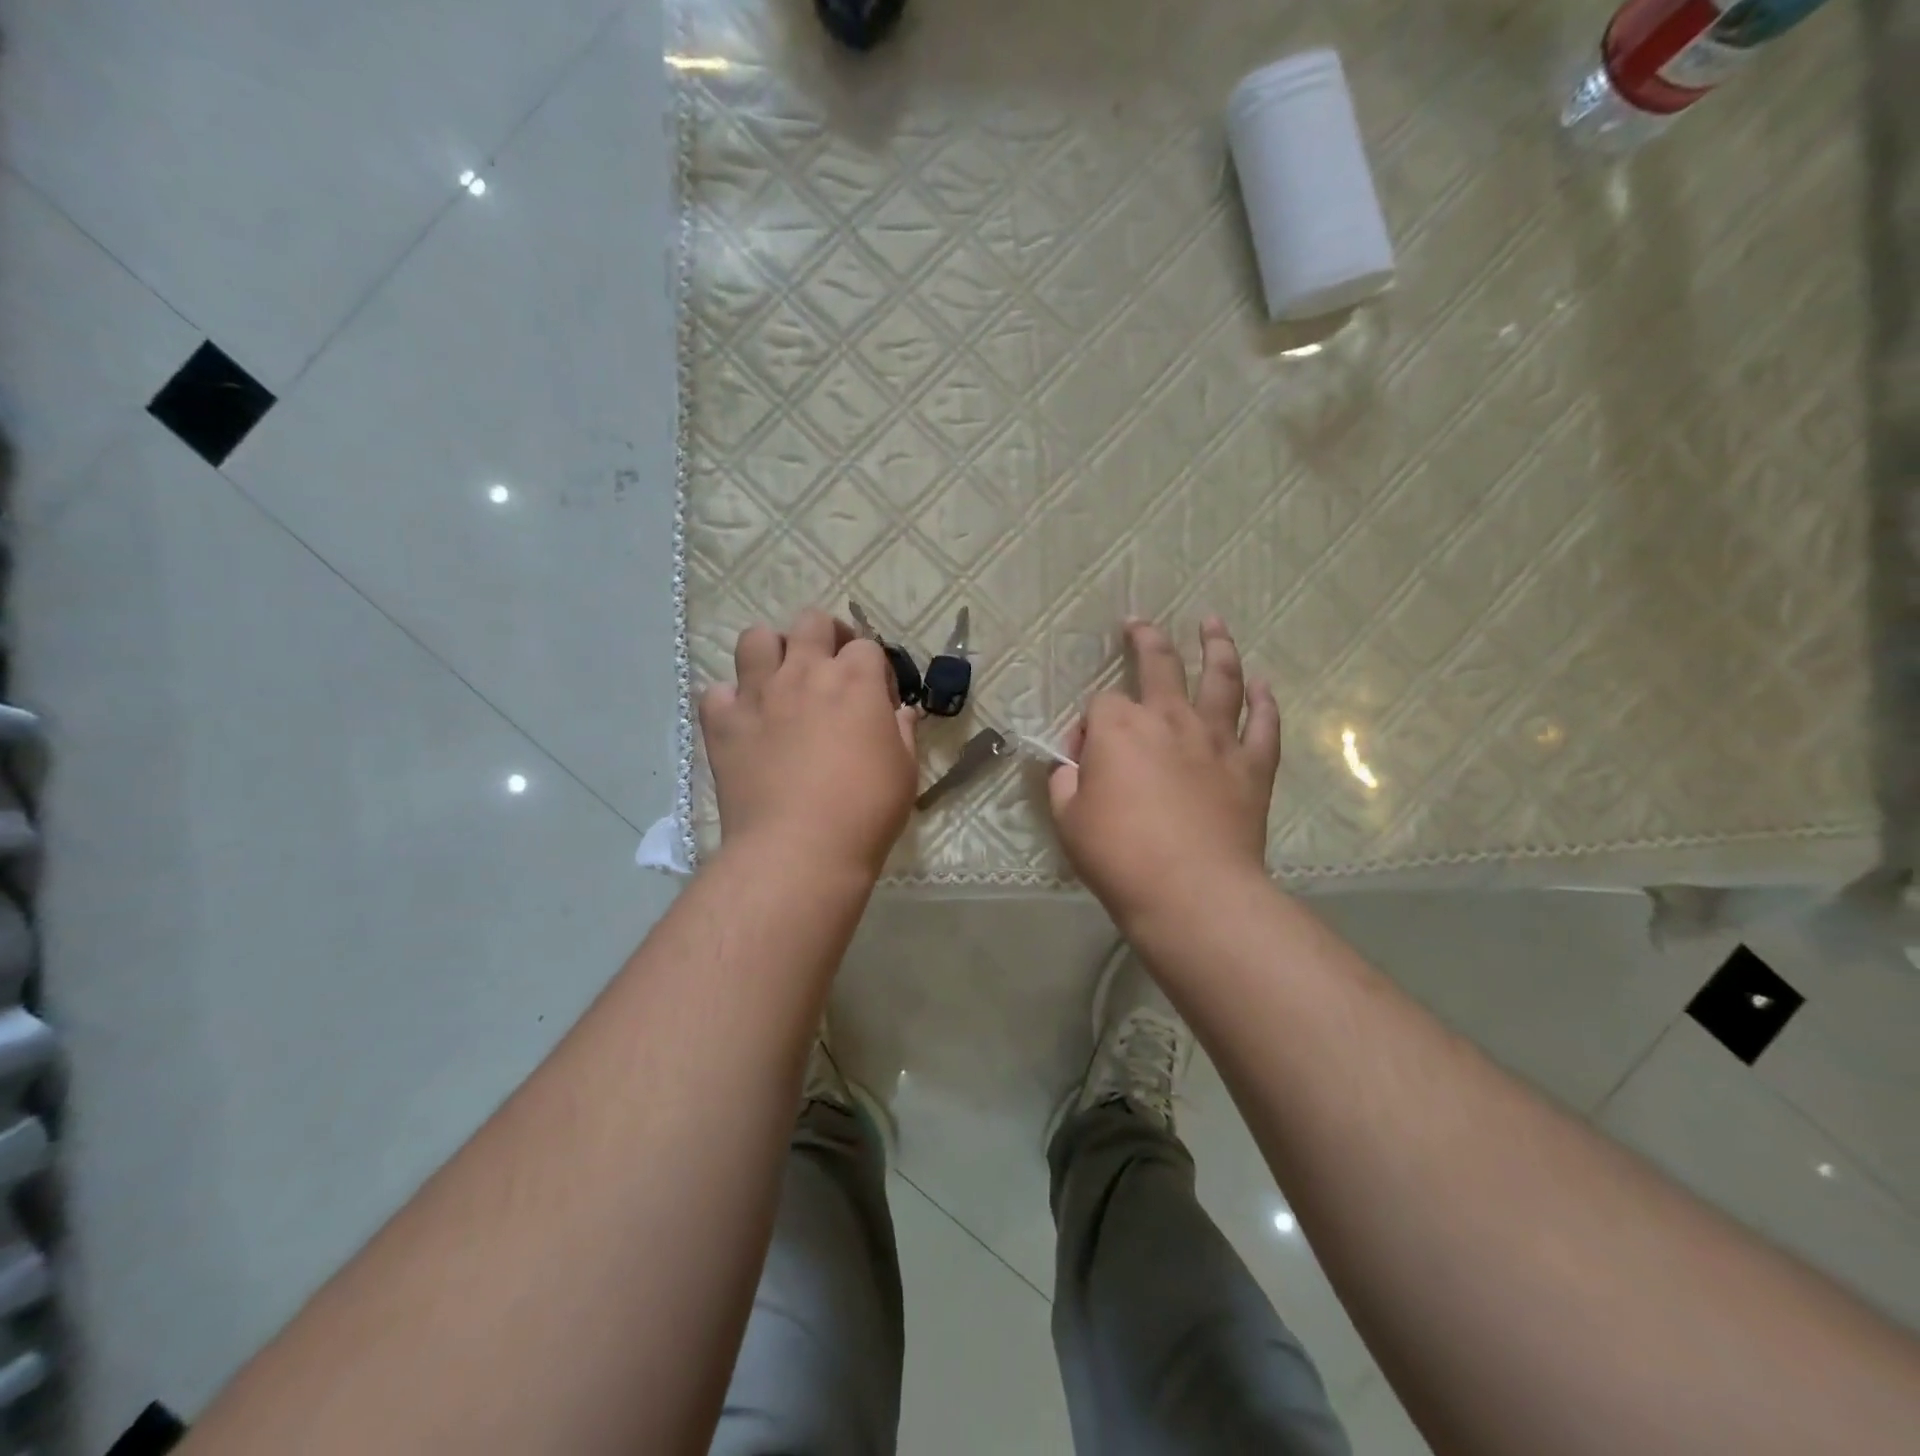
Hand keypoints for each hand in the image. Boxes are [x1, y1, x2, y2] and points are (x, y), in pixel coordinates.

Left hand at [700, 610, 919, 876]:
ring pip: (756, 638)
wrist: (799, 849)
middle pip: (812, 622)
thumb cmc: (866, 810)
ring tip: (780, 680)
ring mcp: (758, 694)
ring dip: (772, 651)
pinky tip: (745, 722)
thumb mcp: (905, 770)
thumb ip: (903, 732)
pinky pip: (717, 691)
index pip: (866, 646)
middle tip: (831, 668)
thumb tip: (900, 712)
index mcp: (855, 680)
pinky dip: (730, 701)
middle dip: (825, 636)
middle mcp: (804, 672)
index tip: (878, 699)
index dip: (874, 668)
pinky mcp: (722, 722)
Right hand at [1048, 618, 1280, 923]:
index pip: (1099, 706)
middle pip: (1159, 663)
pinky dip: (1264, 701)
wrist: (1192, 891)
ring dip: (1216, 646)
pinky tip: (1263, 685)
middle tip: (1139, 623)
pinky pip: (1264, 724)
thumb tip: (1072, 767)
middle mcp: (1169, 717)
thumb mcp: (1068, 820)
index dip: (1088, 727)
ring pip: (1221, 677)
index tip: (1083, 758)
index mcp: (1119, 727)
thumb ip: (1065, 782)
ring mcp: (1217, 738)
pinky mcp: (1252, 765)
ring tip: (1213, 623)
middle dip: (1145, 639)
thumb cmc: (1120, 855)